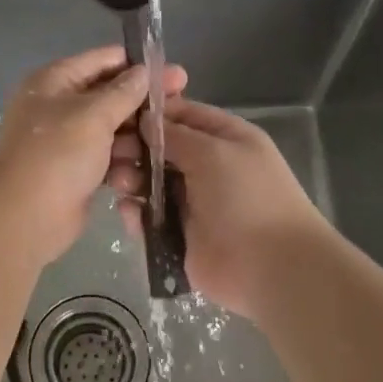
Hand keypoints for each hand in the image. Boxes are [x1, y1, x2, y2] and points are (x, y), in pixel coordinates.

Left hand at [0, 48, 186, 266]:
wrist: (23, 218)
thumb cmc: (56, 155)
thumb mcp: (93, 115)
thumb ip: (123, 92)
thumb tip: (144, 71)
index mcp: (55, 81)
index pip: (102, 60)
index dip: (138, 64)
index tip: (175, 73)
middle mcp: (60, 105)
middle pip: (110, 95)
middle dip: (144, 102)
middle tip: (182, 105)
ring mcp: (68, 140)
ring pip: (113, 129)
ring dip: (138, 135)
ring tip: (170, 141)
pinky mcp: (78, 170)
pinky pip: (109, 157)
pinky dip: (126, 161)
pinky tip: (151, 167)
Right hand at [126, 98, 331, 316]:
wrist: (272, 267)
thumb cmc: (247, 197)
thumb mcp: (214, 152)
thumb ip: (176, 135)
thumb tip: (147, 120)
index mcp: (225, 139)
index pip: (183, 115)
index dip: (152, 114)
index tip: (118, 115)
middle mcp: (208, 166)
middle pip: (162, 149)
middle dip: (135, 148)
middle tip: (111, 154)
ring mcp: (193, 202)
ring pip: (151, 183)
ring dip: (132, 180)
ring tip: (120, 185)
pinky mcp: (180, 236)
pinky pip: (151, 218)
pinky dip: (136, 214)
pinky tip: (128, 212)